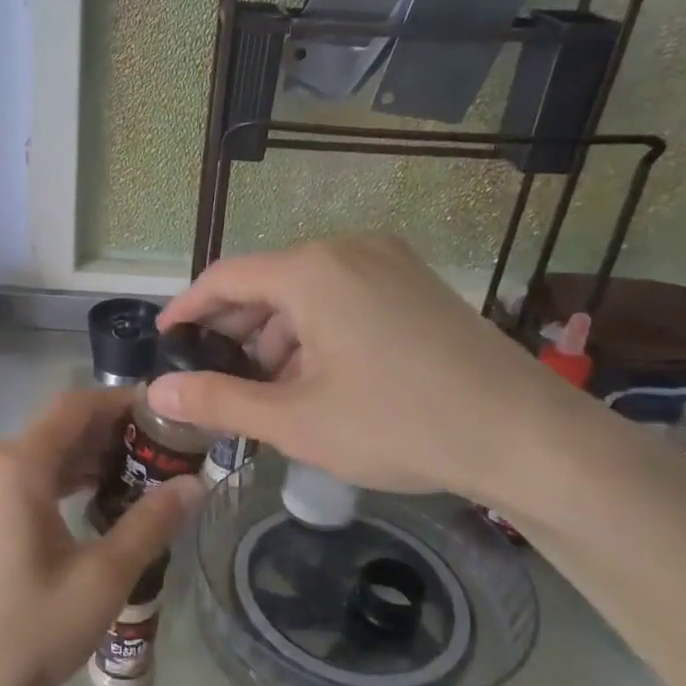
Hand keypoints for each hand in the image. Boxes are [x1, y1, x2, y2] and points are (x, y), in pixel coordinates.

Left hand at [0, 389, 203, 685]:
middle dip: (108, 435)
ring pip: (35, 454)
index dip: (122, 402)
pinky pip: (14, 478)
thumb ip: (149, 525)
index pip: (76, 407)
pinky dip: (53, 481)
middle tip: (160, 453)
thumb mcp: (99, 582)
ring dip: (82, 460)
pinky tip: (85, 502)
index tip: (164, 413)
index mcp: (15, 466)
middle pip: (55, 429)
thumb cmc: (22, 633)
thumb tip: (195, 484)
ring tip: (133, 478)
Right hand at [150, 234, 579, 509]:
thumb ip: (217, 400)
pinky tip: (314, 377)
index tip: (166, 340)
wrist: (527, 437)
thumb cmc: (398, 424)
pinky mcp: (414, 283)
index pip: (225, 277)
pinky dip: (314, 330)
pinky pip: (341, 296)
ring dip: (274, 335)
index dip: (187, 308)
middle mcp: (348, 248)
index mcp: (312, 270)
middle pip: (266, 281)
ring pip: (305, 291)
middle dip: (232, 329)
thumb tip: (158, 391)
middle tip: (209, 375)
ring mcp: (388, 261)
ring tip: (263, 389)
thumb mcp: (294, 420)